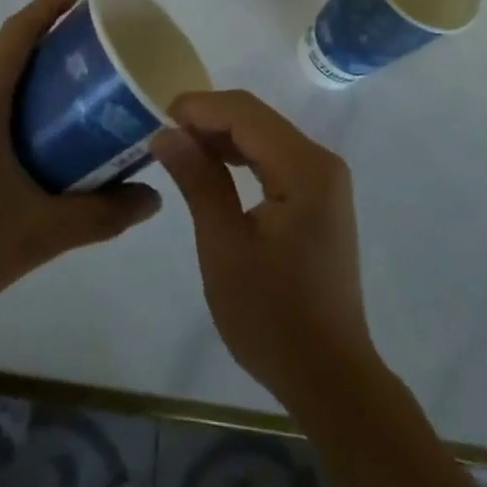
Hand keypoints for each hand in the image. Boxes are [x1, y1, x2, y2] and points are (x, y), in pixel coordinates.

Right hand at [152, 91, 381, 410]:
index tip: (156, 118)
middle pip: (256, 118)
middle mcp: (320, 161)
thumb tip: (165, 133)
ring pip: (263, 135)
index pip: (244, 112)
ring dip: (221, 135)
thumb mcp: (224, 247)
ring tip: (178, 150)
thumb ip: (198, 181)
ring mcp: (323, 179)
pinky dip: (240, 156)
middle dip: (207, 119)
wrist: (330, 378)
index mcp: (304, 168)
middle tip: (162, 137)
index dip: (199, 107)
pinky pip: (273, 157)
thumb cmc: (272, 317)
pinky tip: (211, 168)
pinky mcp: (318, 197)